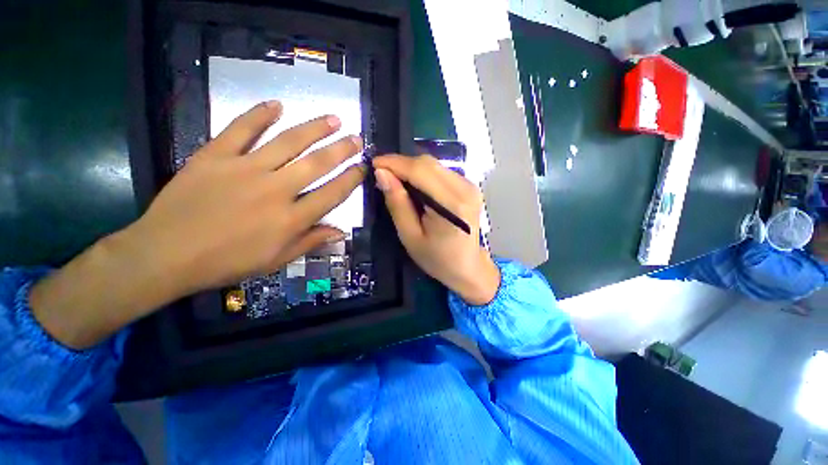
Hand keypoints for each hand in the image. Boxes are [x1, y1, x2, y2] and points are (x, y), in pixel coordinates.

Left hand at [30, 101, 364, 347]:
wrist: (167, 254)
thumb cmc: (228, 262)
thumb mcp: (277, 260)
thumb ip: (311, 242)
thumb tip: (341, 232)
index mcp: (292, 219)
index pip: (332, 194)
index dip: (351, 180)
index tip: (362, 168)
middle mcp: (276, 190)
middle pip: (317, 164)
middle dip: (341, 150)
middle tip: (355, 139)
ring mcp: (245, 169)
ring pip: (288, 142)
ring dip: (314, 129)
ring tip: (332, 119)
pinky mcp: (216, 156)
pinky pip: (241, 129)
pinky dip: (259, 114)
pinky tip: (276, 104)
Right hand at [372, 154, 498, 304]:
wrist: (468, 267)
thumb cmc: (438, 259)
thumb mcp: (410, 236)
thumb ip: (397, 204)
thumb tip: (382, 174)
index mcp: (452, 204)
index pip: (420, 170)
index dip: (395, 163)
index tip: (374, 164)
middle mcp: (465, 189)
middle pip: (428, 163)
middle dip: (401, 164)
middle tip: (383, 174)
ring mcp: (470, 186)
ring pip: (434, 165)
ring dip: (412, 169)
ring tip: (396, 181)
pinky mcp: (470, 187)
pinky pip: (441, 172)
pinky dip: (424, 174)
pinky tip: (414, 187)